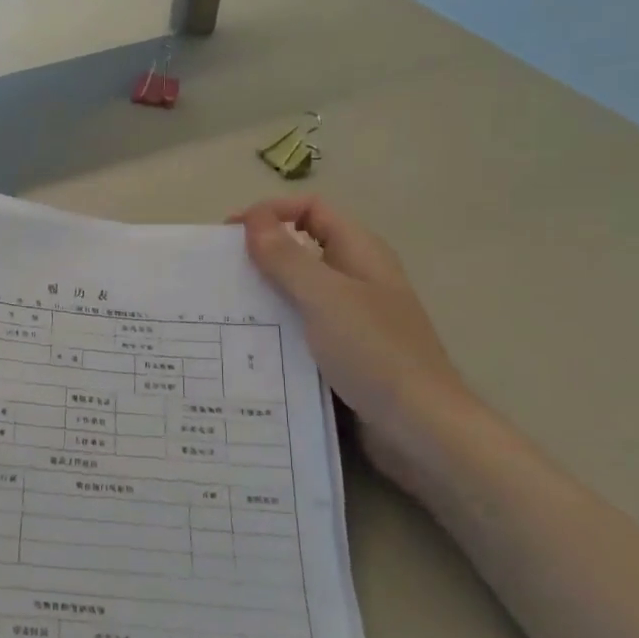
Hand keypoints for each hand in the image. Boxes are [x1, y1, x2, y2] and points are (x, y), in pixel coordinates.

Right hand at [229, 195, 470, 464]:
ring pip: (298, 290)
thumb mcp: (324, 298)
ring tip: (222, 307)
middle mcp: (356, 278)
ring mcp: (351, 316)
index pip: (311, 209)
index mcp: (360, 253)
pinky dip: (274, 326)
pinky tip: (247, 343)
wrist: (420, 427)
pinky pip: (301, 326)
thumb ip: (286, 258)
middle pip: (302, 248)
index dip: (271, 211)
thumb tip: (252, 218)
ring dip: (263, 292)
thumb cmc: (374, 352)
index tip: (229, 233)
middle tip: (218, 271)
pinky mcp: (343, 350)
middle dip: (259, 253)